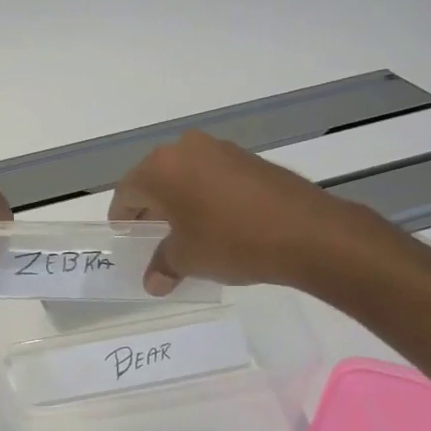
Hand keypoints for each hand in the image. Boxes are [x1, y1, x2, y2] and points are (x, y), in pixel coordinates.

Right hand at [107, 130, 395, 294]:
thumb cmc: (231, 242)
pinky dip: (207, 196)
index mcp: (160, 168)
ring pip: (185, 176)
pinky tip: (219, 223)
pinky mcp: (248, 157)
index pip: (126, 193)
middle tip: (154, 239)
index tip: (128, 241)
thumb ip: (163, 266)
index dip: (123, 220)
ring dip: (180, 202)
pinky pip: (212, 176)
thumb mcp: (188, 259)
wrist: (308, 232)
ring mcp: (220, 149)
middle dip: (151, 210)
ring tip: (188, 233)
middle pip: (154, 180)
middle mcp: (185, 148)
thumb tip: (153, 282)